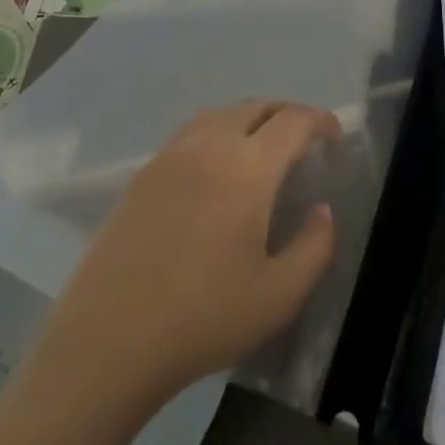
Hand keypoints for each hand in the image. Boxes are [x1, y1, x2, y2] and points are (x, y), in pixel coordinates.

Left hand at [38, 101, 339, 409]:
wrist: (109, 338)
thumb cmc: (204, 318)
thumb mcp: (280, 295)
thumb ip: (315, 247)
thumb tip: (321, 210)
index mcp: (248, 168)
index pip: (293, 121)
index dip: (320, 120)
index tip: (334, 136)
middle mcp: (210, 146)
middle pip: (256, 106)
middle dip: (286, 114)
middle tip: (303, 140)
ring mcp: (171, 156)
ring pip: (220, 114)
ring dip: (249, 119)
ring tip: (261, 149)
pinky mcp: (143, 174)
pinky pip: (190, 133)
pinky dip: (216, 133)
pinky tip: (216, 170)